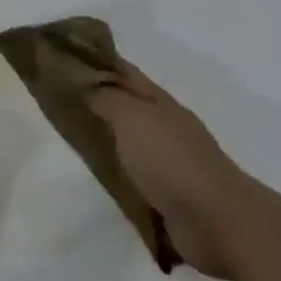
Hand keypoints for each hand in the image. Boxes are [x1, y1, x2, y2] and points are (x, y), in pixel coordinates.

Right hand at [88, 61, 262, 280]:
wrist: (217, 222)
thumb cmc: (171, 160)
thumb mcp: (132, 118)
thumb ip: (108, 99)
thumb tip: (88, 86)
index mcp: (161, 103)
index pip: (127, 74)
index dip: (100, 64)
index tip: (69, 59)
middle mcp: (168, 127)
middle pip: (130, 107)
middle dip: (102, 101)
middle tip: (63, 100)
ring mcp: (172, 163)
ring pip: (133, 142)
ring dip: (111, 139)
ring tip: (75, 140)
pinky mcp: (171, 197)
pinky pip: (137, 176)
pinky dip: (121, 173)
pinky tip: (102, 177)